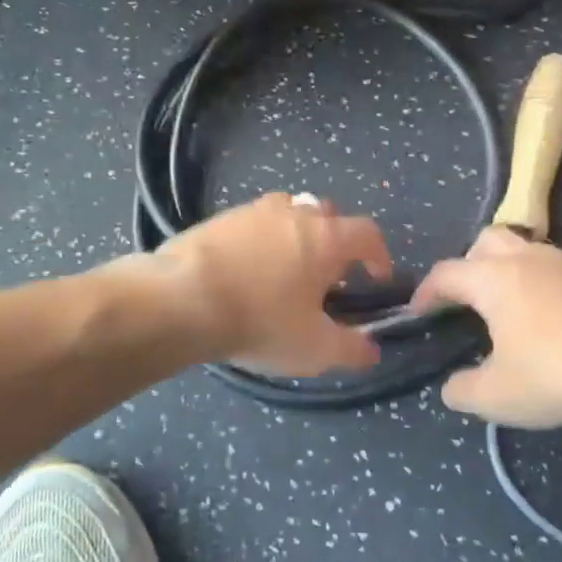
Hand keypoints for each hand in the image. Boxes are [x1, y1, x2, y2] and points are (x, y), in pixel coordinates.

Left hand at [155, 194, 394, 376]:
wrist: (182, 300)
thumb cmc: (261, 321)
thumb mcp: (314, 348)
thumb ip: (351, 349)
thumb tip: (373, 350)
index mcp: (326, 238)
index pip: (368, 233)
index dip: (379, 254)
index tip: (377, 277)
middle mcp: (294, 213)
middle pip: (328, 215)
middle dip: (335, 241)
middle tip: (327, 275)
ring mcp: (253, 211)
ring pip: (288, 213)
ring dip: (296, 235)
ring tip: (285, 270)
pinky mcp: (219, 218)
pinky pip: (253, 223)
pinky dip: (259, 240)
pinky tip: (245, 270)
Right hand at [412, 227, 561, 426]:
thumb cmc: (555, 374)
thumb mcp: (496, 396)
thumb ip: (463, 391)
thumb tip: (453, 388)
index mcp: (493, 279)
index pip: (446, 274)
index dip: (426, 292)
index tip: (418, 311)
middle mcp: (527, 259)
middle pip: (487, 241)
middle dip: (469, 264)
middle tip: (467, 299)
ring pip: (526, 251)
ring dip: (509, 272)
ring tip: (510, 310)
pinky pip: (556, 271)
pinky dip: (542, 286)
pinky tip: (552, 321)